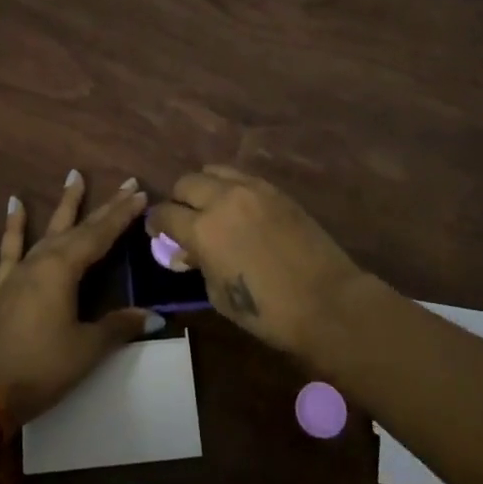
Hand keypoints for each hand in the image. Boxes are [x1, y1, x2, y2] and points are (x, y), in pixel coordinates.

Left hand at [0, 171, 162, 425]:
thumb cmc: (43, 367)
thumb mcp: (88, 348)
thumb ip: (119, 325)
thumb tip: (154, 316)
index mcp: (64, 269)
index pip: (101, 235)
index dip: (122, 215)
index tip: (141, 193)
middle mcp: (43, 259)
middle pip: (80, 228)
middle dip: (105, 206)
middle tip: (127, 183)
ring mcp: (21, 270)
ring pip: (49, 230)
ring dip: (65, 205)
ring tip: (74, 176)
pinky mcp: (5, 284)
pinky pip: (11, 247)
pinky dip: (14, 224)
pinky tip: (14, 203)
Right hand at [146, 165, 364, 360]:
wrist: (327, 301)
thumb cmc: (268, 311)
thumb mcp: (218, 295)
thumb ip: (199, 264)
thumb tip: (189, 251)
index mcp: (202, 230)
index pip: (164, 214)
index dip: (155, 224)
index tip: (156, 232)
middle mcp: (222, 199)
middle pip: (185, 183)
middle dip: (178, 201)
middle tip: (183, 220)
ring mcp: (252, 189)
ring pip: (213, 171)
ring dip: (204, 188)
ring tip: (211, 207)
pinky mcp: (275, 190)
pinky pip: (241, 177)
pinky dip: (230, 187)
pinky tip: (237, 207)